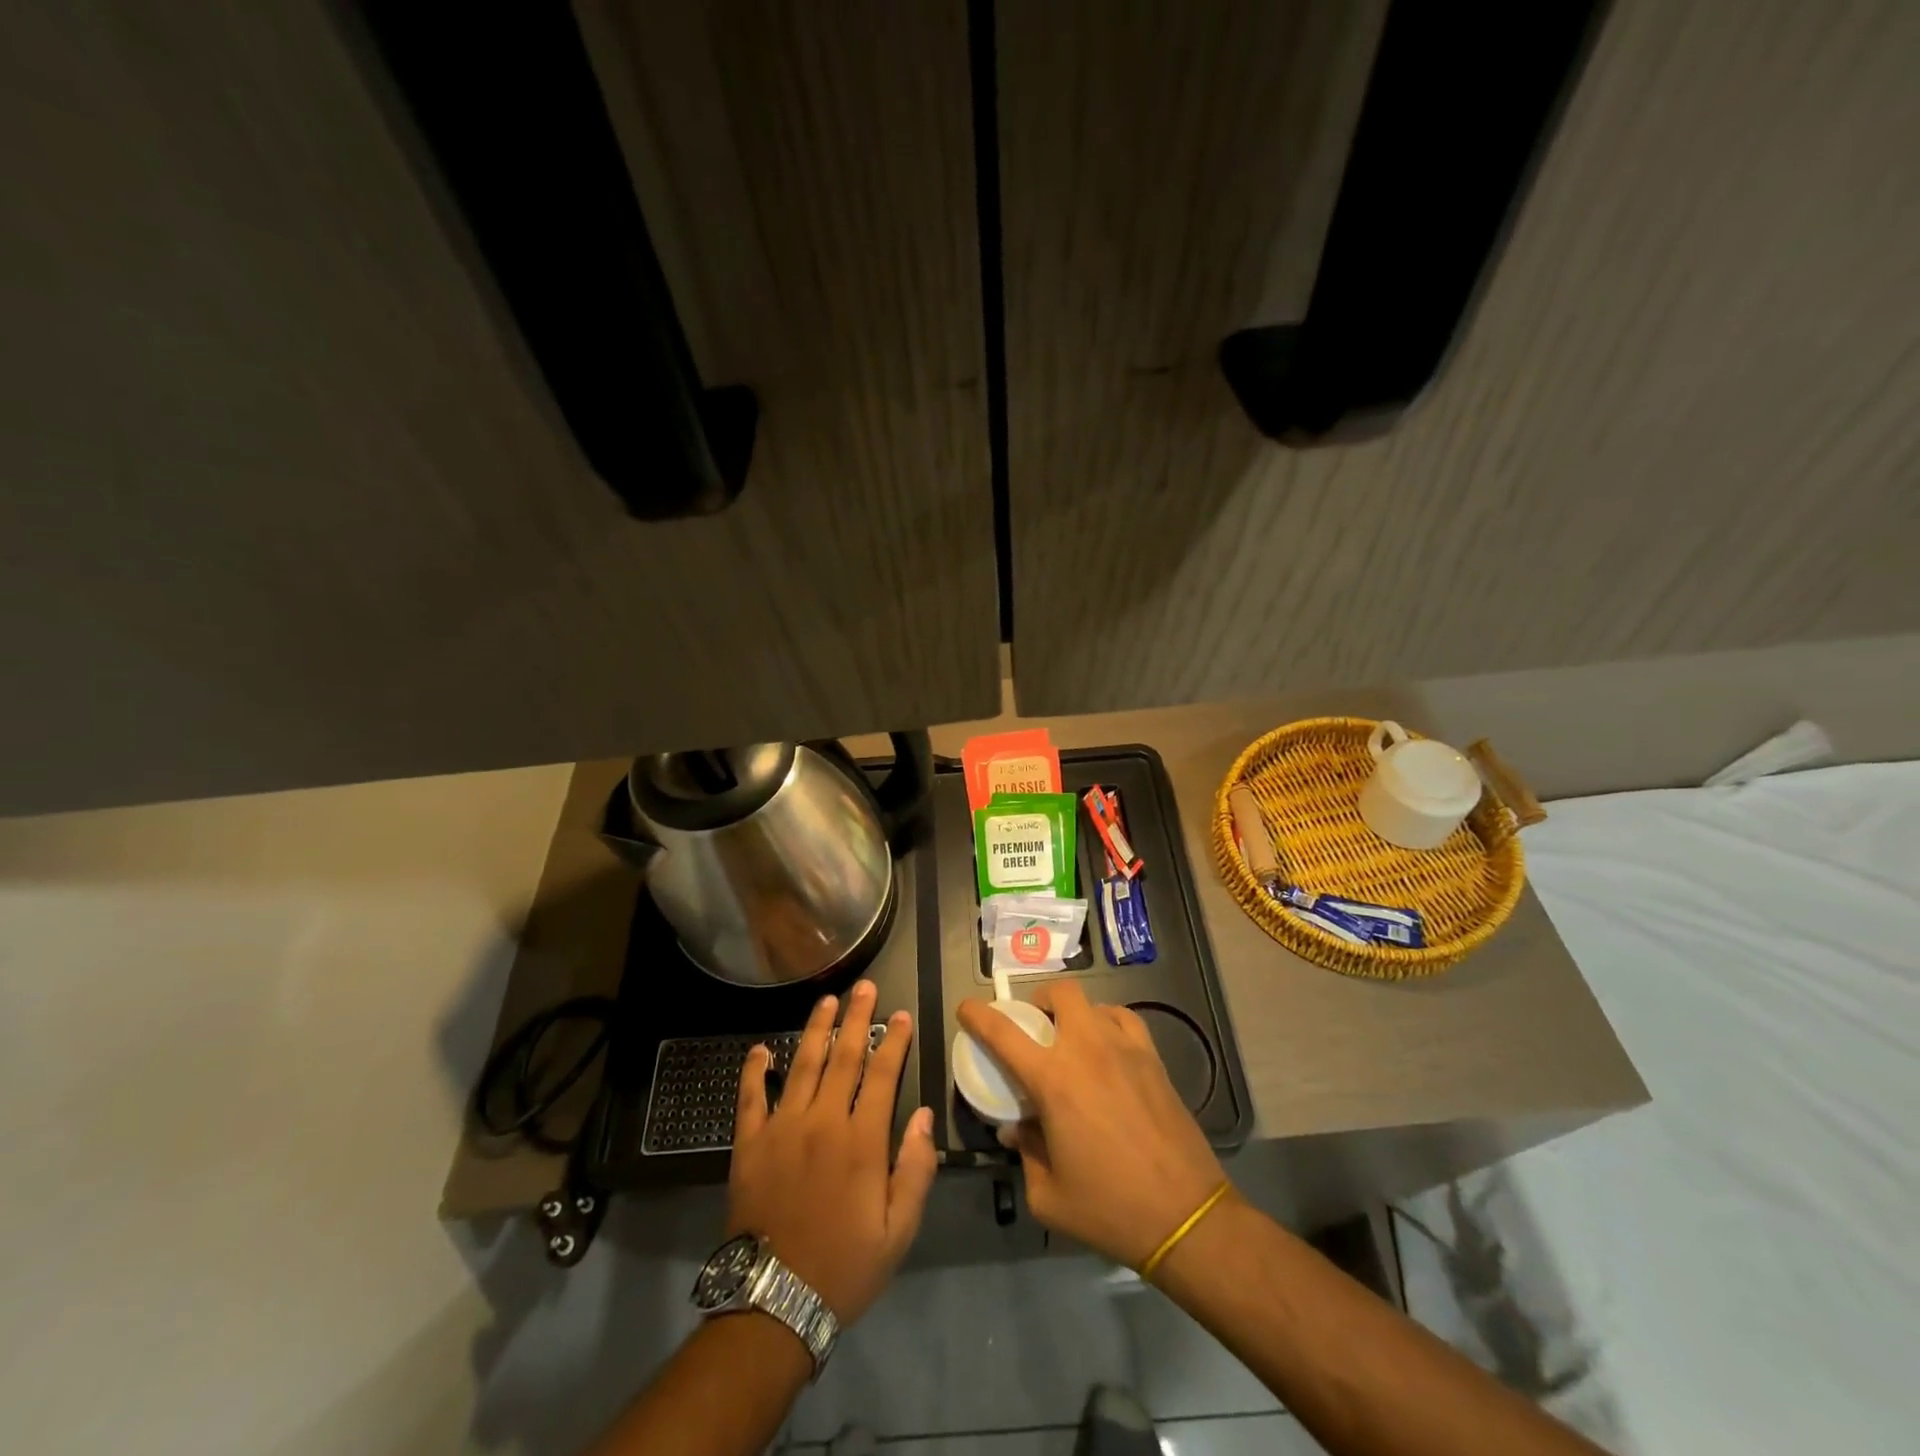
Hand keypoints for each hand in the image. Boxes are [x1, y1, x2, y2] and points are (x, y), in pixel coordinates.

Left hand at [728, 980, 936, 1325]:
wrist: (774, 1303)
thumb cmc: (844, 1267)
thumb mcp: (899, 1231)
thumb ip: (916, 1169)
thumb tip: (926, 1115)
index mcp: (862, 1141)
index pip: (882, 1075)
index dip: (894, 1041)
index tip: (901, 1014)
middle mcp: (822, 1122)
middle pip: (844, 1057)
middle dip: (858, 1018)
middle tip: (865, 987)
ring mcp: (782, 1128)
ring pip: (802, 1065)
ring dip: (816, 1029)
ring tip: (827, 1000)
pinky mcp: (749, 1144)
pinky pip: (750, 1097)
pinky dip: (754, 1070)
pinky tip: (759, 1049)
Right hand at [956, 982, 1225, 1268]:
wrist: (1185, 1214)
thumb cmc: (1109, 1208)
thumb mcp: (1048, 1195)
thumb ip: (1025, 1153)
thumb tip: (1016, 1128)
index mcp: (1053, 1080)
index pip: (1003, 1033)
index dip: (978, 1015)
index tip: (966, 1009)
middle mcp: (1086, 1050)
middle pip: (1058, 994)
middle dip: (1039, 1001)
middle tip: (1033, 1026)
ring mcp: (1124, 1048)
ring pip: (1093, 1003)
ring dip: (1074, 1014)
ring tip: (1072, 1040)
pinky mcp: (1153, 1058)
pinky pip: (1125, 1019)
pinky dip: (1108, 1021)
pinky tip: (1107, 1044)